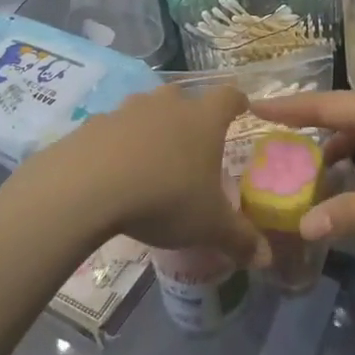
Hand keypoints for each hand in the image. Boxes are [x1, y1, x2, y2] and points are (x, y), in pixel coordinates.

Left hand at [39, 85, 268, 266]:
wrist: (89, 186)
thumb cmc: (165, 198)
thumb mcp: (208, 225)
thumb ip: (239, 239)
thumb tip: (266, 258)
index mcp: (203, 119)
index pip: (229, 96)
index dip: (237, 102)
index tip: (241, 108)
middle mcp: (168, 105)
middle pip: (184, 97)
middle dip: (189, 114)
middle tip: (191, 141)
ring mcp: (128, 110)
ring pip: (146, 109)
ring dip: (151, 126)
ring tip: (150, 156)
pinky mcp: (94, 123)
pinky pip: (113, 129)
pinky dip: (116, 143)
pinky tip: (113, 170)